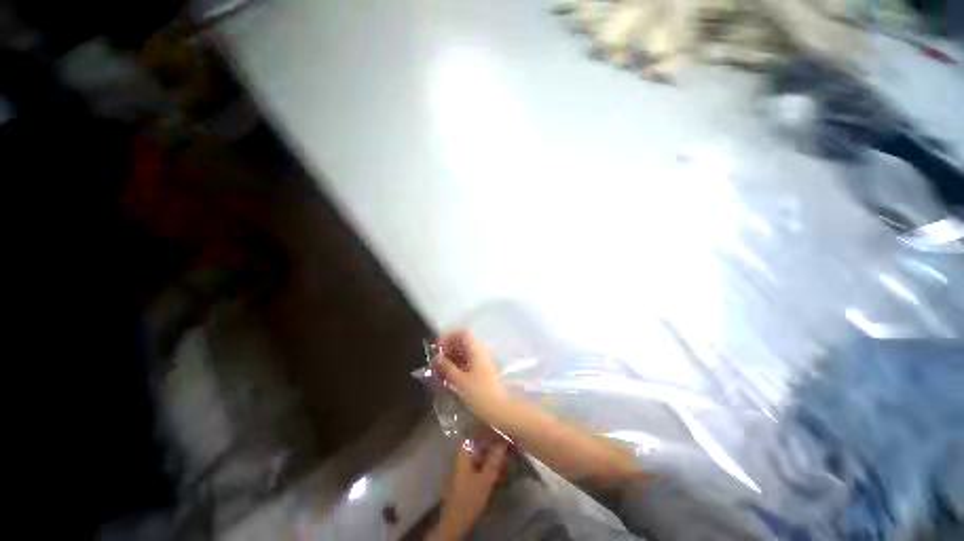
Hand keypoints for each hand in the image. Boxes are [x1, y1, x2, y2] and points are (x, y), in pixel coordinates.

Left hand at [429, 434, 507, 540]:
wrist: (454, 523)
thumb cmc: (468, 499)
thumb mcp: (485, 480)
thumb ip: (494, 460)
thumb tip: (504, 441)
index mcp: (464, 450)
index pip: (481, 434)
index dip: (495, 434)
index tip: (508, 434)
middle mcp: (463, 453)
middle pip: (482, 445)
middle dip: (497, 447)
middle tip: (512, 448)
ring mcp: (464, 464)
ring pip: (483, 456)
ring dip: (496, 458)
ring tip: (510, 461)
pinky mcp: (467, 475)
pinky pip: (481, 465)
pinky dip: (491, 467)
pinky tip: (502, 473)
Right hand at [432, 330, 508, 424]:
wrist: (501, 411)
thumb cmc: (480, 394)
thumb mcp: (460, 381)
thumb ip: (446, 367)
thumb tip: (435, 357)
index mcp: (476, 350)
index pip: (462, 333)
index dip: (449, 337)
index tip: (437, 348)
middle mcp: (480, 352)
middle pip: (463, 342)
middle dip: (448, 348)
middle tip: (435, 360)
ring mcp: (482, 362)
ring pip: (465, 353)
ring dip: (452, 358)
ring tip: (439, 369)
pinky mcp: (483, 372)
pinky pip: (468, 362)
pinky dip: (457, 365)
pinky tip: (448, 376)